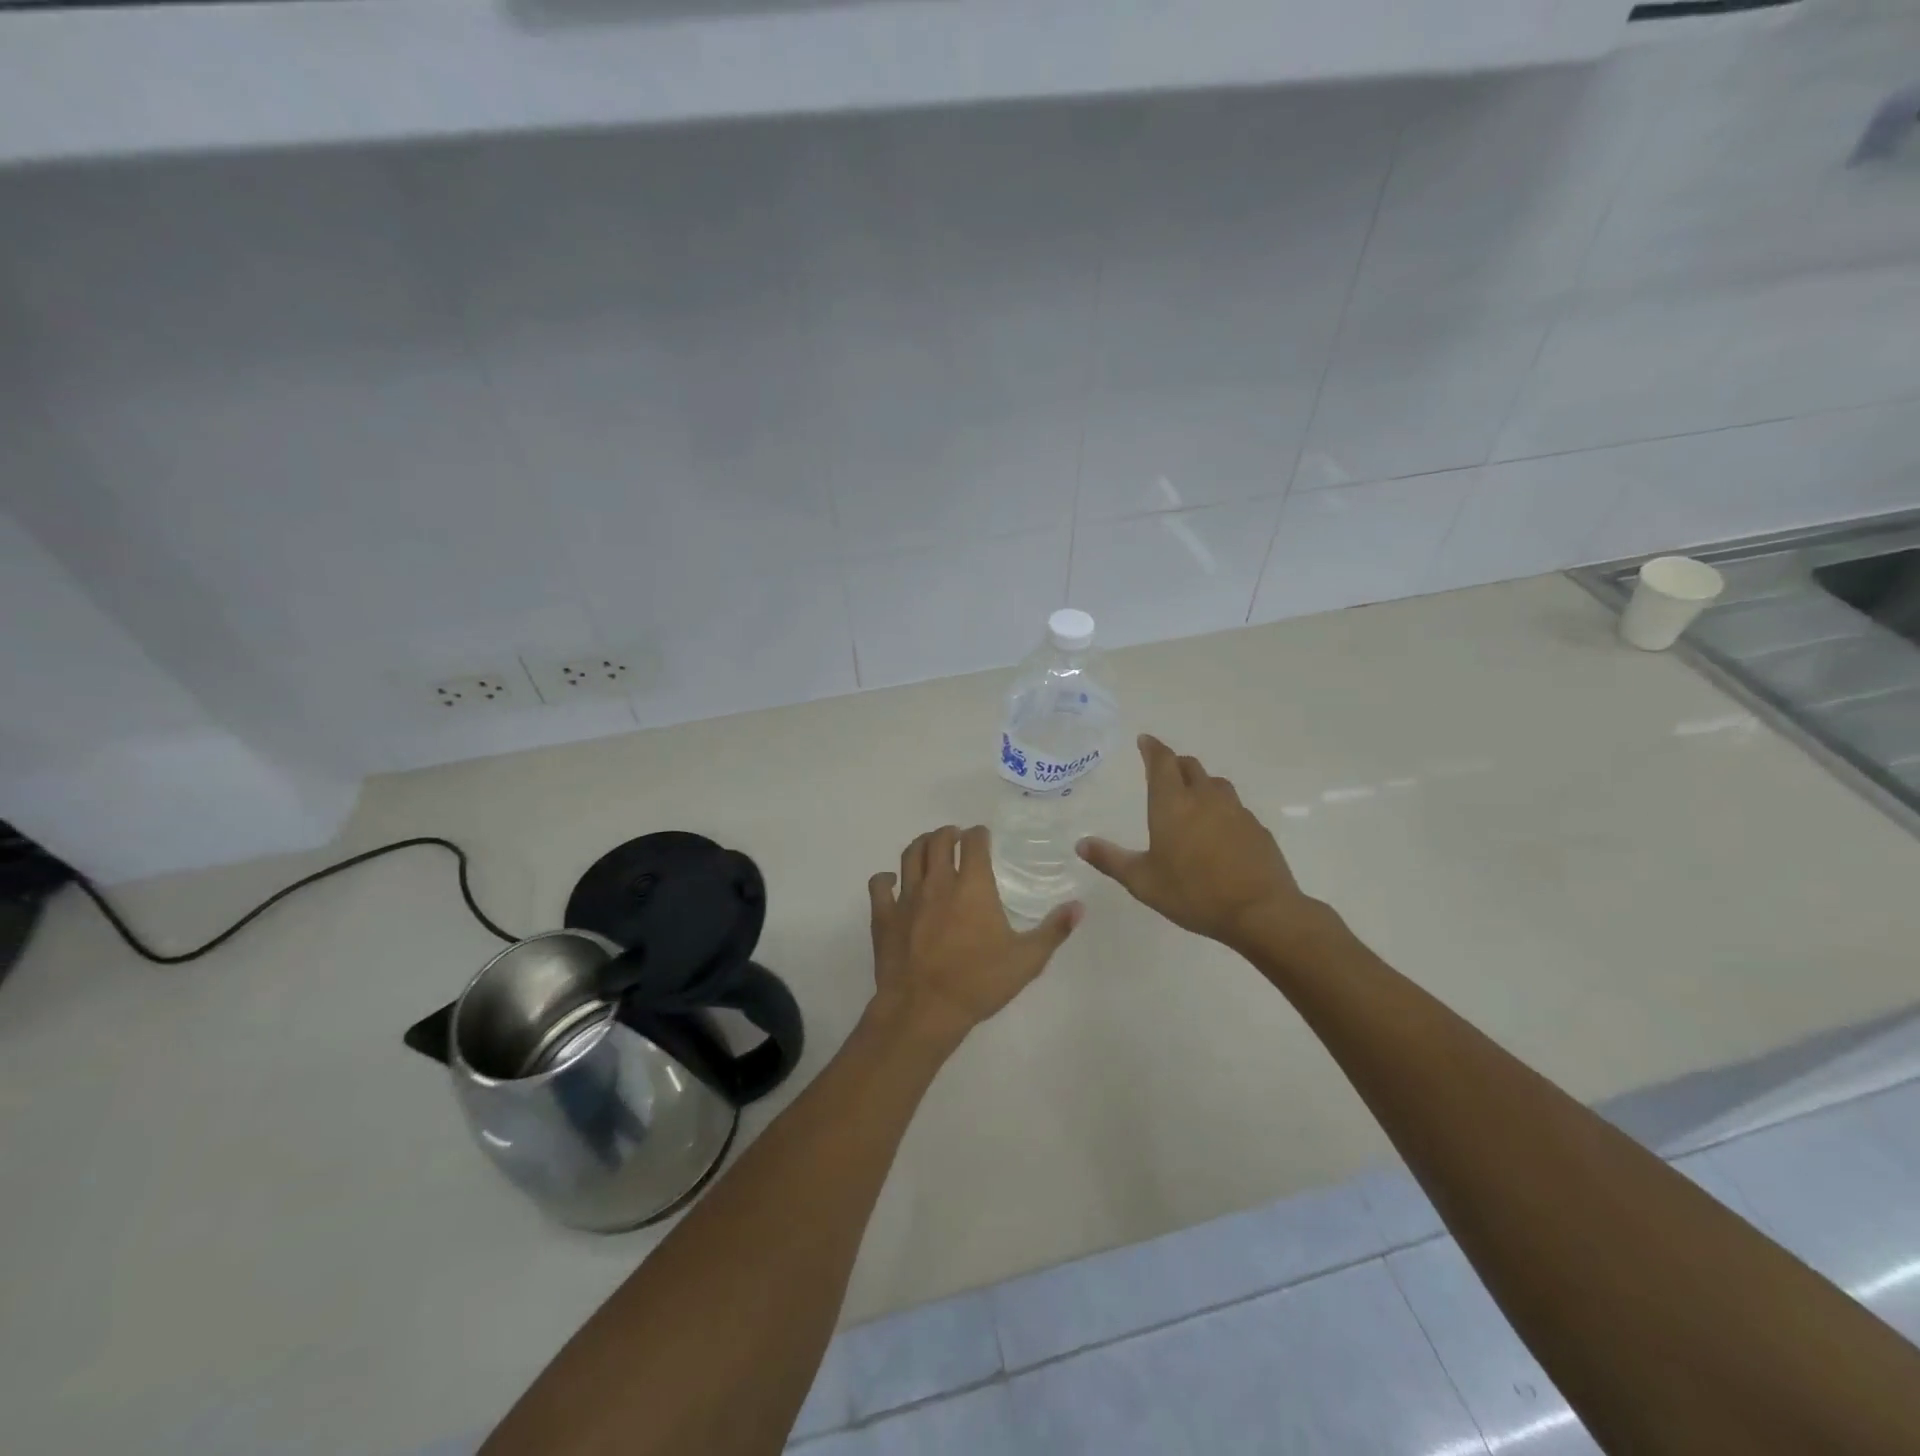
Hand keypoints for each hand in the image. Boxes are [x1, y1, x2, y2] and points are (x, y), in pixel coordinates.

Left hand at [867, 825, 1080, 1046]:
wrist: (924, 1009)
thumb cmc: (978, 982)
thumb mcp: (1027, 960)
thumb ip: (1053, 931)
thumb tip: (1079, 907)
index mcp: (972, 886)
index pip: (974, 842)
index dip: (979, 834)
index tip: (983, 837)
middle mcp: (938, 882)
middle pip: (939, 840)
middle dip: (949, 833)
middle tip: (956, 839)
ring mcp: (907, 897)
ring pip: (910, 855)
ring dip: (921, 845)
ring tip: (929, 849)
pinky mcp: (884, 916)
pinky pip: (880, 885)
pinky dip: (886, 878)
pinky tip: (892, 882)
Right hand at [1078, 734, 1319, 951]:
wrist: (1260, 911)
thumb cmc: (1193, 893)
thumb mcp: (1143, 881)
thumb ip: (1111, 860)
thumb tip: (1081, 844)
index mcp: (1172, 804)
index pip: (1162, 762)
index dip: (1152, 748)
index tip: (1145, 740)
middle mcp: (1204, 798)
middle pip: (1189, 766)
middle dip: (1174, 764)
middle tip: (1164, 771)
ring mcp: (1235, 811)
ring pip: (1215, 784)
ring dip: (1200, 783)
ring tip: (1191, 798)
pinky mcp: (1256, 828)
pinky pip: (1235, 807)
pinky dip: (1221, 808)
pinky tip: (1218, 830)